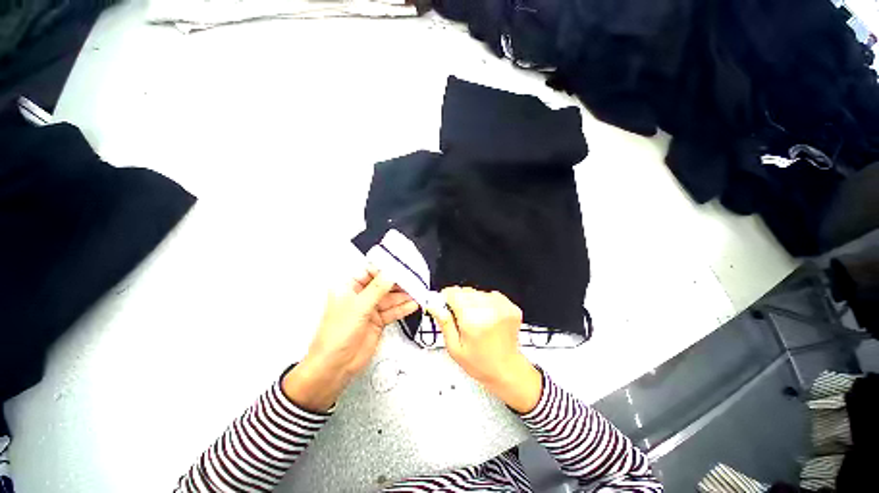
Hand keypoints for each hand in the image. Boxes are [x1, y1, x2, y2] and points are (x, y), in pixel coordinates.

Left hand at [282, 268, 417, 410]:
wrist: (335, 366)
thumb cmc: (335, 335)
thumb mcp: (359, 307)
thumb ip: (377, 289)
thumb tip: (391, 274)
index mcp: (348, 288)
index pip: (370, 272)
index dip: (385, 269)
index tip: (400, 267)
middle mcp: (360, 296)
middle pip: (382, 285)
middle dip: (398, 283)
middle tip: (413, 280)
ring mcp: (369, 309)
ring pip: (390, 298)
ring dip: (404, 296)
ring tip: (417, 292)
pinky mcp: (377, 321)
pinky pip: (392, 311)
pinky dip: (403, 308)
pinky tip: (412, 305)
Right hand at [428, 287, 541, 412]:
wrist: (507, 370)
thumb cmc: (482, 364)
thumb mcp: (455, 348)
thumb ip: (444, 323)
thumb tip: (434, 306)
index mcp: (472, 321)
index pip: (453, 293)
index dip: (446, 298)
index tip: (445, 305)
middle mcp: (489, 310)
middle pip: (465, 291)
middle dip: (459, 301)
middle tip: (461, 318)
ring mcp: (501, 307)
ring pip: (477, 292)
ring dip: (473, 301)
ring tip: (476, 320)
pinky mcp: (510, 306)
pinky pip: (491, 295)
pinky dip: (486, 303)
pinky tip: (486, 317)